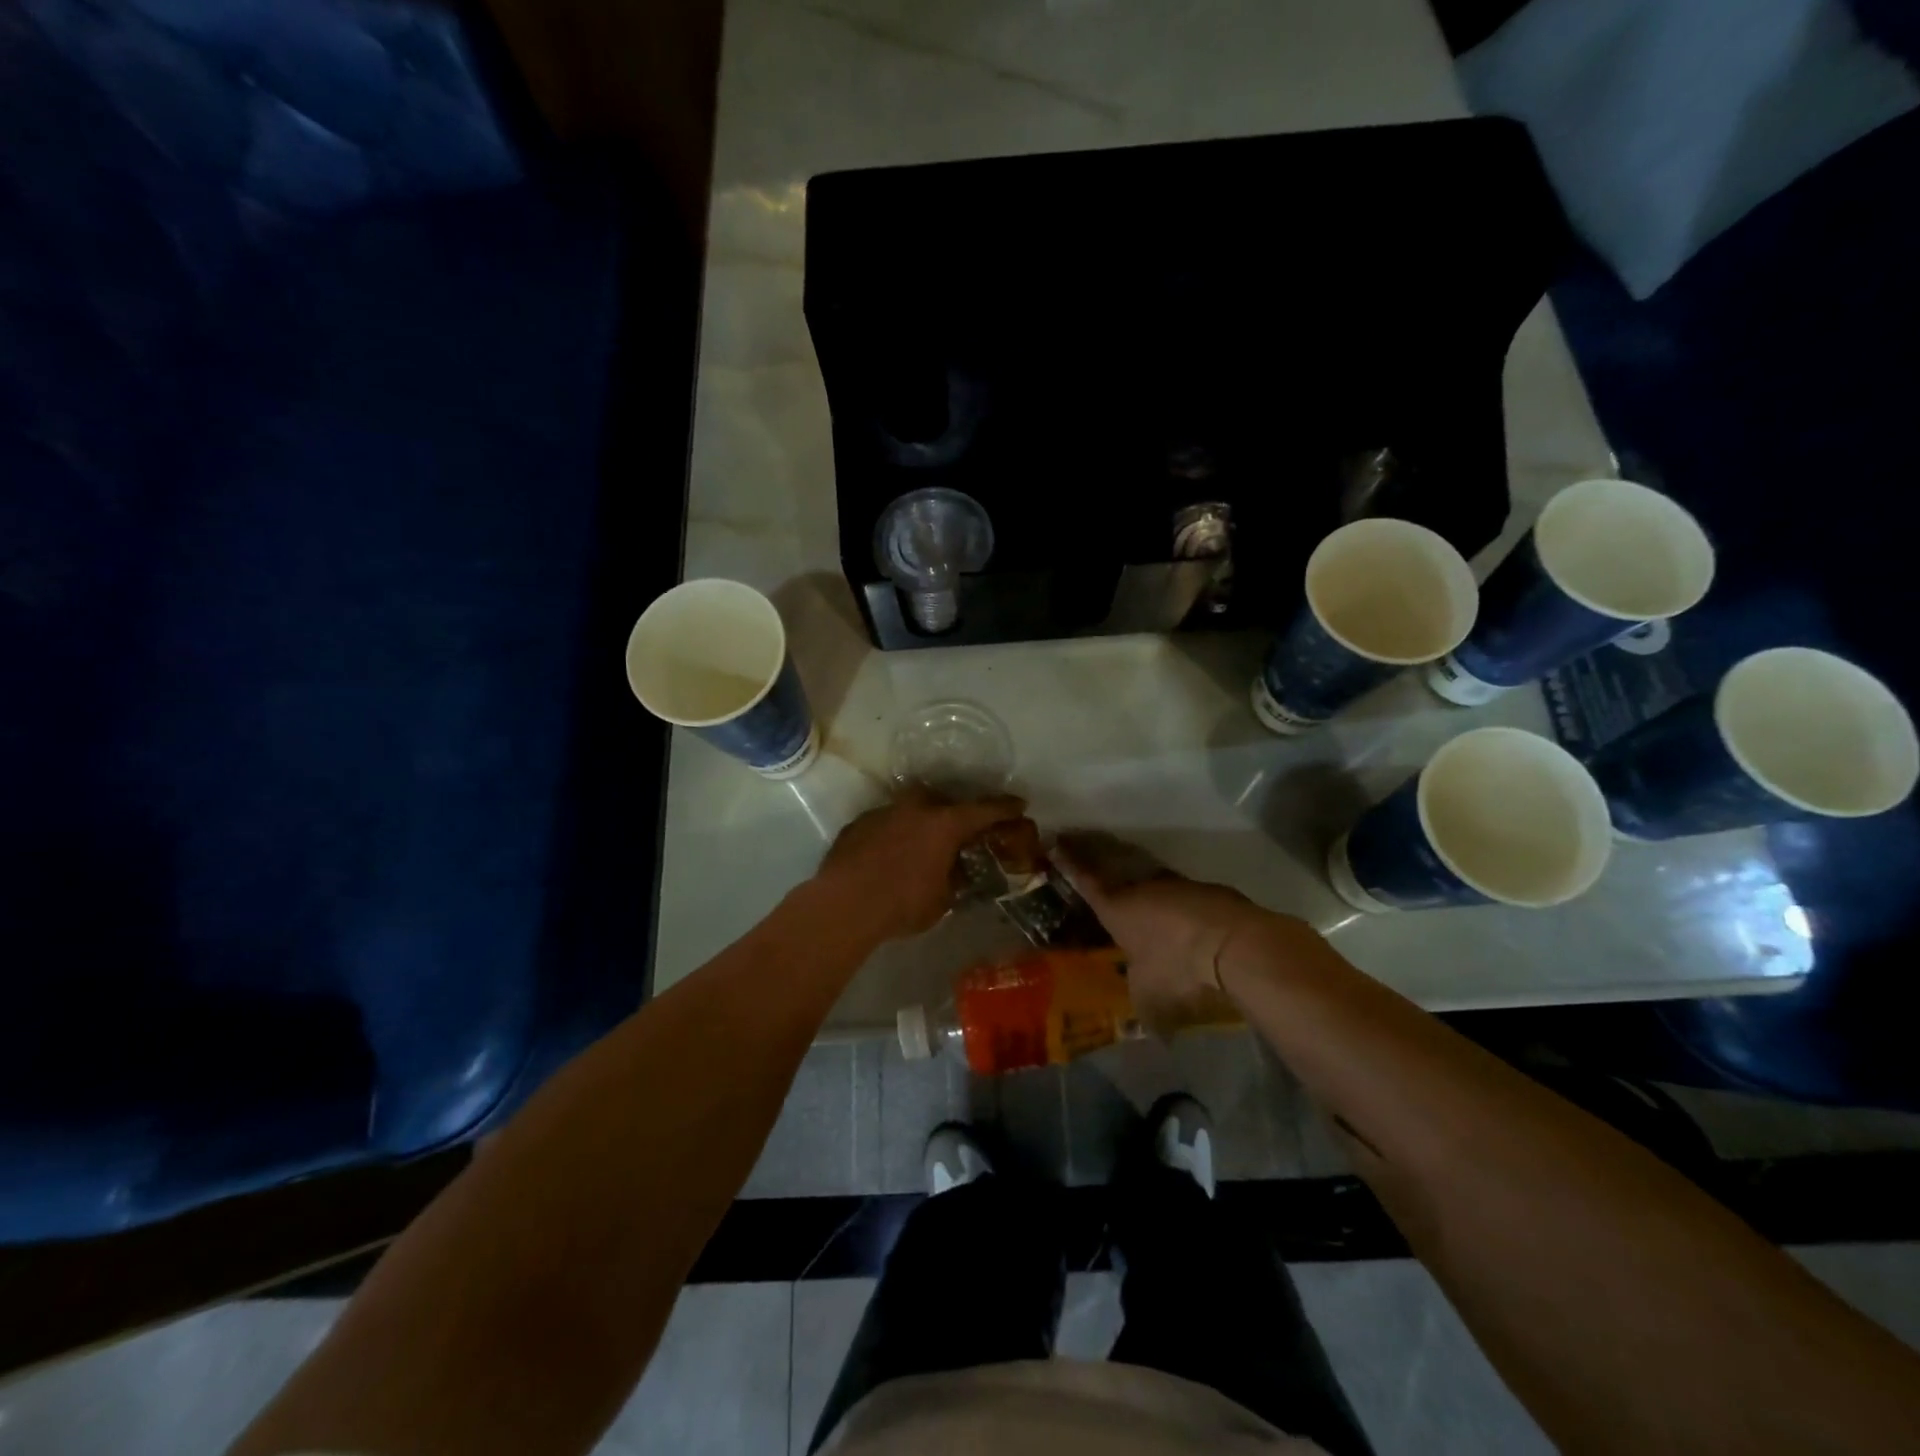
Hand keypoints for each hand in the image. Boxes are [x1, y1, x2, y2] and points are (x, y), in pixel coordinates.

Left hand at [815, 786, 1029, 943]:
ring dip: (920, 821)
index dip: (1005, 808)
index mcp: (944, 824)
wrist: (844, 905)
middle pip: (942, 800)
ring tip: (921, 844)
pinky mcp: (858, 824)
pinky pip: (884, 823)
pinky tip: (889, 855)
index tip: (1019, 806)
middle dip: (954, 811)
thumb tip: (959, 873)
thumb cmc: (902, 904)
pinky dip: (893, 834)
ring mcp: (883, 812)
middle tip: (959, 829)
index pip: (984, 810)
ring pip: (909, 809)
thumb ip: (955, 879)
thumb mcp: (942, 899)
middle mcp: (915, 808)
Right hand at [1054, 833, 1275, 1032]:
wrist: (1232, 942)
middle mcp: (1141, 888)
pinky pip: (1181, 895)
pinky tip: (1183, 921)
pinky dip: (1177, 905)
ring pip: (1151, 883)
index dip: (1069, 862)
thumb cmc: (1176, 966)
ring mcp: (1175, 885)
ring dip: (1144, 889)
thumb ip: (1140, 1002)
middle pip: (1115, 871)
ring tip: (1141, 898)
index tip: (1055, 842)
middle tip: (1089, 857)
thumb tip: (1147, 1027)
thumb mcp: (1149, 995)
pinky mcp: (1206, 890)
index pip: (1085, 880)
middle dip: (1101, 864)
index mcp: (1116, 908)